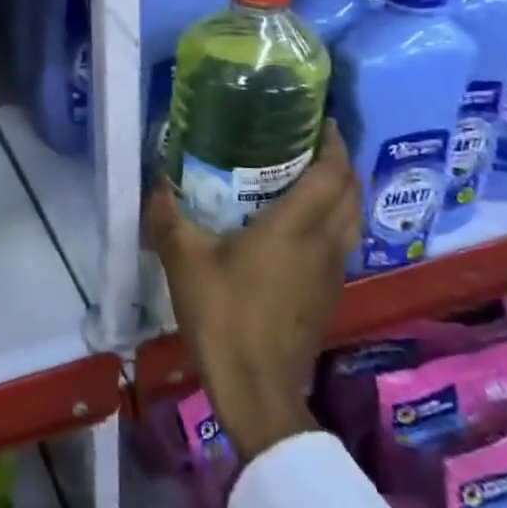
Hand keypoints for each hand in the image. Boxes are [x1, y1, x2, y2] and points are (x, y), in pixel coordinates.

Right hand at [144, 122, 361, 460]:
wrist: (256, 387)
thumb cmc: (224, 315)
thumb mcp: (184, 261)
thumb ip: (168, 217)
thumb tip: (155, 183)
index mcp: (297, 227)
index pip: (333, 173)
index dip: (334, 143)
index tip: (323, 120)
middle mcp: (325, 243)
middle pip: (352, 193)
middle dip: (340, 163)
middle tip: (310, 143)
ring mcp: (332, 272)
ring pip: (352, 220)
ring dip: (340, 193)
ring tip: (307, 176)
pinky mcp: (328, 295)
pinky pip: (341, 243)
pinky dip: (332, 221)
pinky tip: (299, 226)